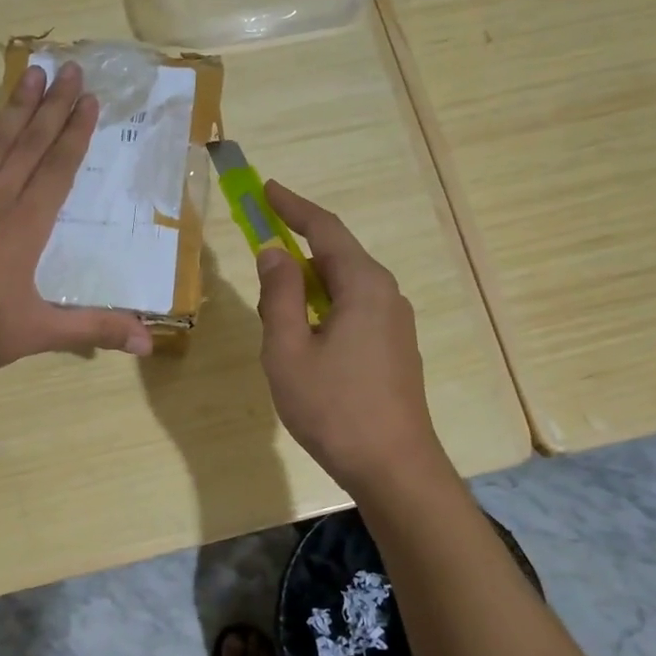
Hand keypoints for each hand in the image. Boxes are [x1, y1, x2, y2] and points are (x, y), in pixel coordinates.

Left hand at [0, 61, 154, 378]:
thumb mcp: (38, 333)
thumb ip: (93, 330)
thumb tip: (148, 342)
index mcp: (24, 226)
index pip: (56, 169)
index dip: (75, 133)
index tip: (89, 99)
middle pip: (28, 144)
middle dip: (52, 105)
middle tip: (70, 68)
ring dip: (17, 108)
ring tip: (31, 74)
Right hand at [254, 182, 445, 489]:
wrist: (393, 466)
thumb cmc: (333, 407)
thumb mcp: (288, 349)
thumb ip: (279, 295)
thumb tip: (274, 252)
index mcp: (364, 286)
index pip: (324, 229)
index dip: (292, 206)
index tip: (266, 188)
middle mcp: (386, 294)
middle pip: (336, 256)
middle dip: (297, 249)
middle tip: (260, 252)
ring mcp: (395, 323)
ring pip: (344, 286)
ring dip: (308, 286)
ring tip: (276, 309)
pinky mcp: (395, 348)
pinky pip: (354, 310)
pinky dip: (324, 307)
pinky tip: (305, 337)